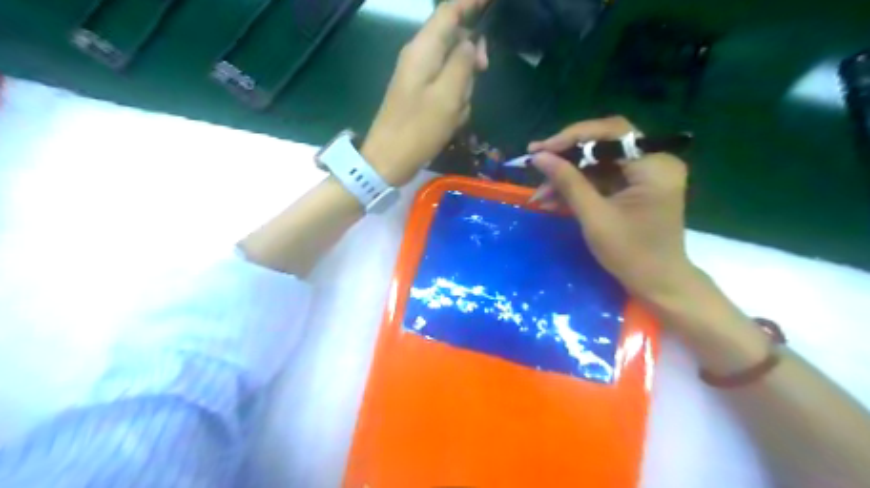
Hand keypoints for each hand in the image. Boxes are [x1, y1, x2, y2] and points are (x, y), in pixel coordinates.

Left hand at [361, 0, 488, 186]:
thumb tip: (471, 43)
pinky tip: (450, 122)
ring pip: (455, 72)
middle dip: (471, 61)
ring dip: (463, 91)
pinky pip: (447, 92)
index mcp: (423, 49)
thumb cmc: (418, 128)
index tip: (493, 1)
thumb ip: (462, 63)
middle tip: (482, 74)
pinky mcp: (421, 98)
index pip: (450, 12)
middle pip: (456, 43)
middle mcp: (419, 58)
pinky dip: (454, 105)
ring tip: (455, 113)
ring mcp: (419, 79)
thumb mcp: (447, 95)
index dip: (472, 3)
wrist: (389, 161)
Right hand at [526, 114, 697, 302]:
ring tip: (539, 194)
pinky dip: (578, 188)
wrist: (657, 284)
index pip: (611, 133)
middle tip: (535, 162)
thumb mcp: (595, 217)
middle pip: (604, 145)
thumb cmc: (631, 253)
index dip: (572, 138)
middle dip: (567, 157)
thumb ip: (568, 182)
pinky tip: (552, 200)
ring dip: (568, 177)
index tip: (540, 150)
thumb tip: (539, 157)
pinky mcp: (635, 188)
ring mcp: (645, 175)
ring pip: (598, 163)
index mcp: (655, 164)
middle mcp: (654, 161)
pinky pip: (601, 179)